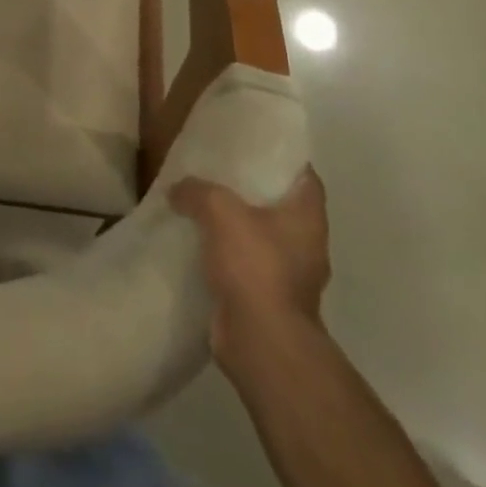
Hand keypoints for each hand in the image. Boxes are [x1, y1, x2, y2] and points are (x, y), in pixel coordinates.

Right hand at [170, 169, 330, 368]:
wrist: (261, 342)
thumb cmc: (255, 265)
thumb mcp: (218, 209)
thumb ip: (196, 190)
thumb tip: (178, 190)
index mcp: (307, 218)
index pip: (304, 176)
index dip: (283, 158)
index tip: (255, 144)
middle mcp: (306, 245)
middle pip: (279, 205)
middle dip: (251, 189)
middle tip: (219, 168)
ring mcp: (290, 276)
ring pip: (260, 236)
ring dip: (235, 224)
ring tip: (201, 203)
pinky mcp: (268, 299)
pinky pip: (245, 264)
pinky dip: (226, 254)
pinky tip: (197, 243)